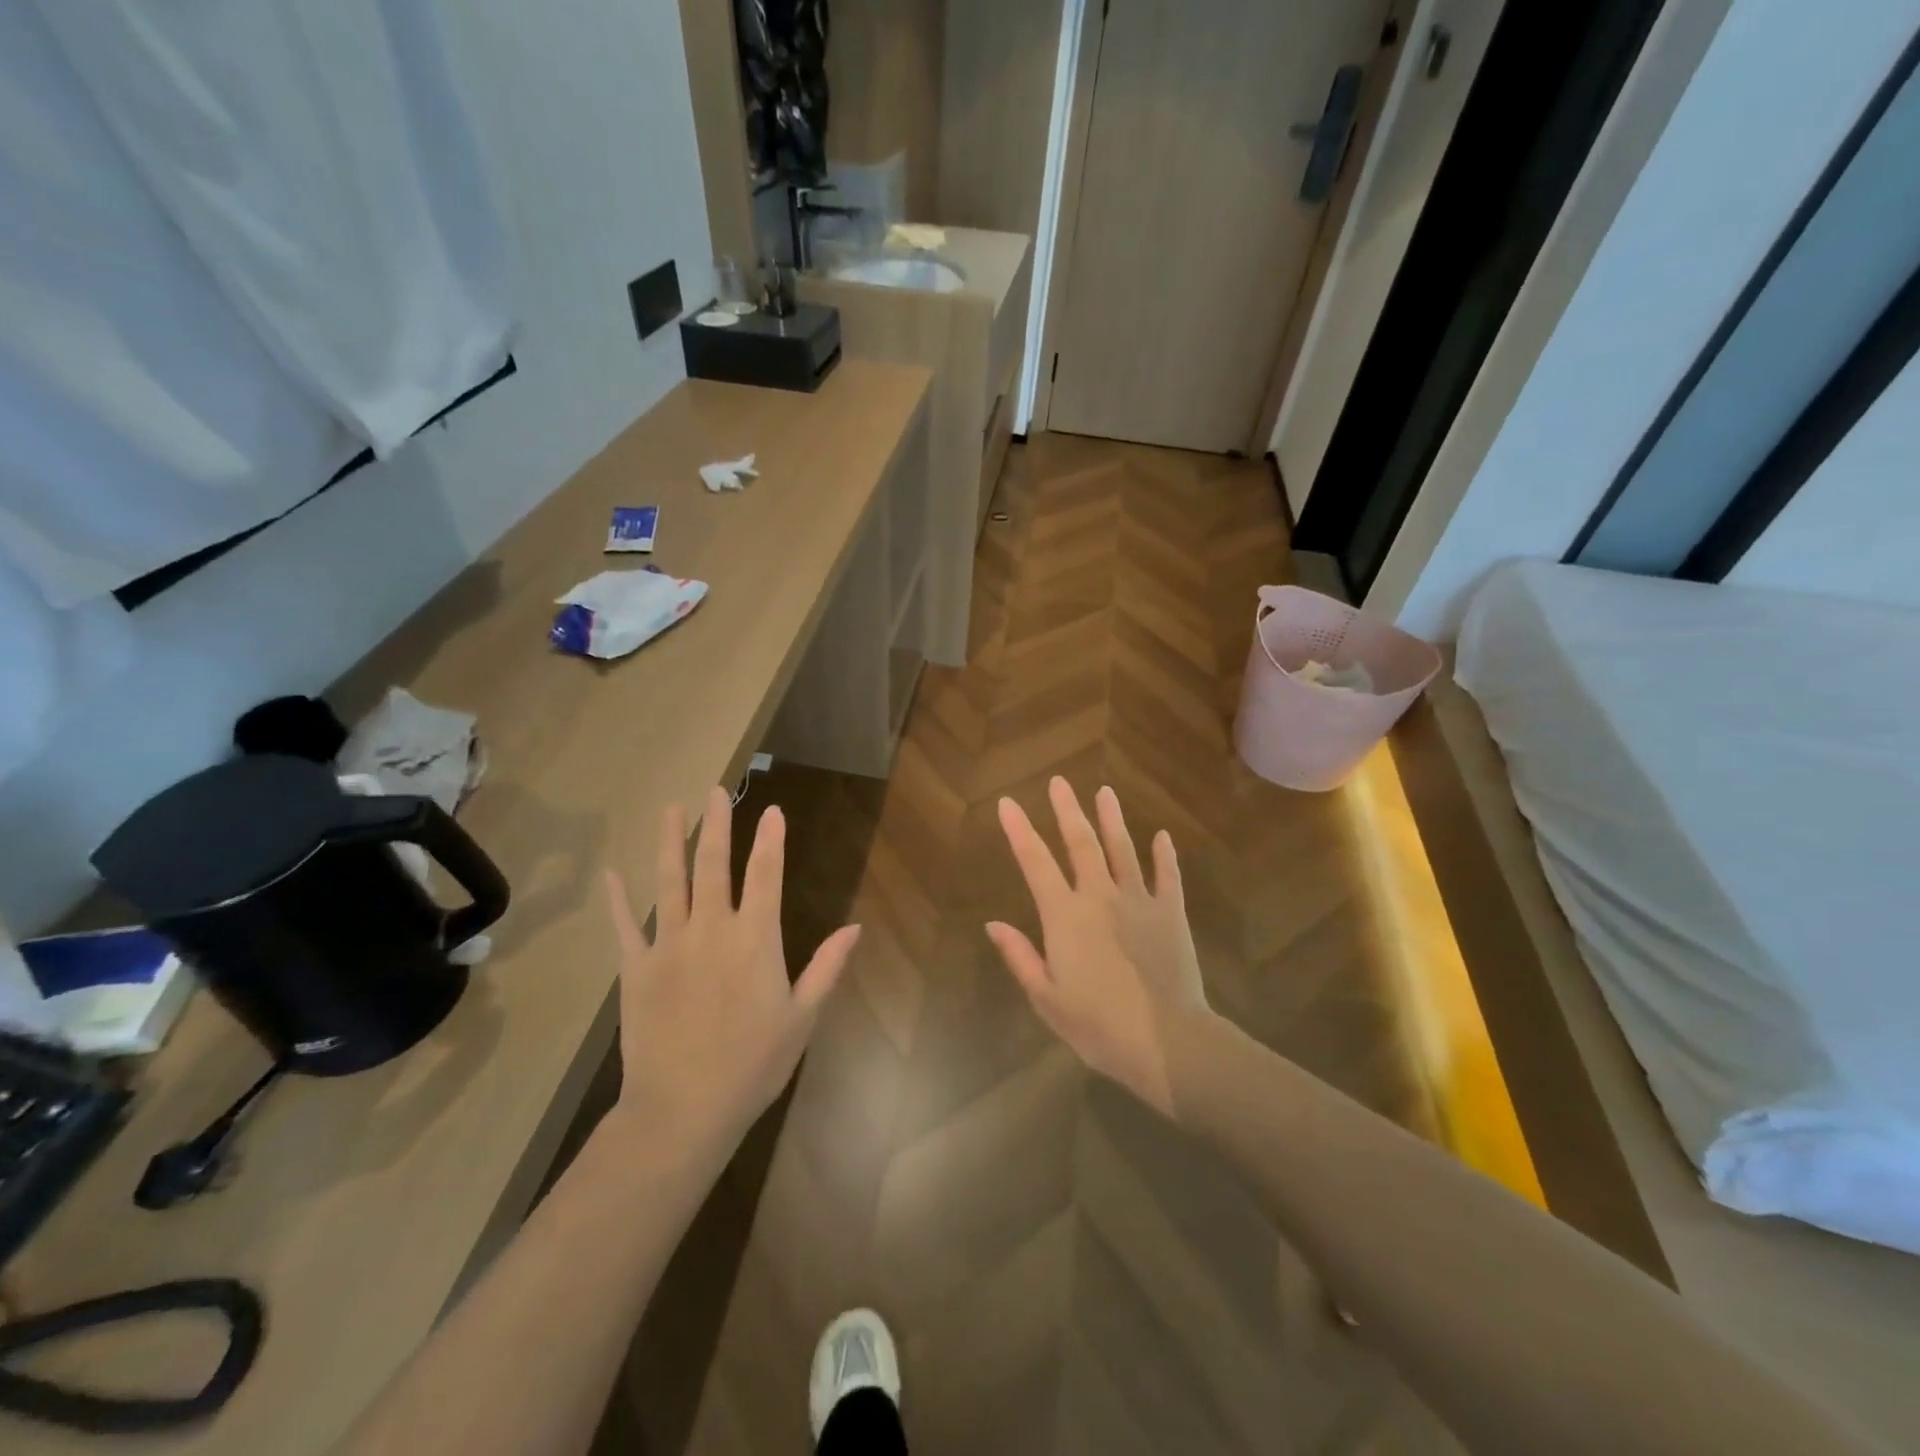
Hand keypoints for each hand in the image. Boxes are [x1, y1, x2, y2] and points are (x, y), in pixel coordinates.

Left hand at [605, 786, 859, 1155]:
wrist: (682, 1111)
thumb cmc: (752, 1065)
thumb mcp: (802, 1018)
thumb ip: (827, 967)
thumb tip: (856, 927)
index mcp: (755, 940)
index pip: (766, 875)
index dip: (771, 839)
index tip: (772, 809)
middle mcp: (711, 930)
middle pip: (713, 865)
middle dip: (717, 825)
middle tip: (716, 791)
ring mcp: (668, 946)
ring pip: (668, 882)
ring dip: (670, 842)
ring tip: (669, 809)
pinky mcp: (635, 969)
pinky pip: (625, 926)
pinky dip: (618, 899)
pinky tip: (612, 874)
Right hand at [987, 778, 1208, 1118]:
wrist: (1166, 1041)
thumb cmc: (1098, 1025)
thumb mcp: (1047, 998)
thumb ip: (1020, 956)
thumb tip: (993, 924)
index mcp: (1065, 916)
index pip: (1035, 862)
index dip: (1019, 831)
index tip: (1007, 803)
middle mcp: (1099, 896)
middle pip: (1081, 843)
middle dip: (1067, 810)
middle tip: (1059, 782)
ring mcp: (1139, 900)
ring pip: (1123, 849)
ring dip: (1112, 819)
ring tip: (1105, 791)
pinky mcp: (1171, 912)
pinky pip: (1167, 875)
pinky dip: (1164, 854)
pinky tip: (1162, 835)